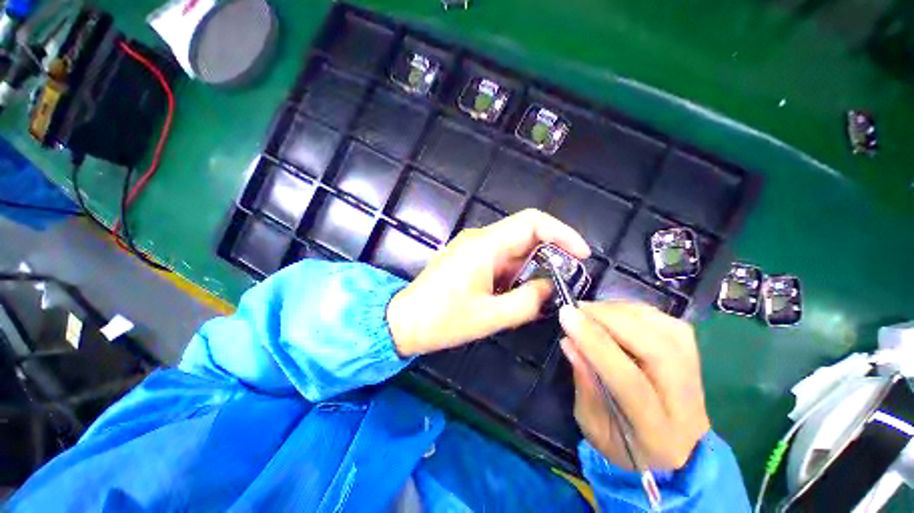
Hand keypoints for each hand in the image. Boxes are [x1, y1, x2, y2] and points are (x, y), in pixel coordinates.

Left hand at [387, 209, 589, 356]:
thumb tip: (550, 287)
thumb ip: (528, 301)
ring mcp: (471, 246)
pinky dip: (513, 273)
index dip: (562, 233)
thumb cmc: (443, 320)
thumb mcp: (491, 317)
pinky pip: (499, 258)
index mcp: (485, 246)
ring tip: (531, 297)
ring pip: (513, 248)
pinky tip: (510, 295)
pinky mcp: (467, 257)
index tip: (581, 255)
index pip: (532, 222)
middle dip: (548, 255)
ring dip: (529, 269)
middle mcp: (479, 239)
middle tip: (560, 284)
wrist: (404, 321)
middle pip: (524, 233)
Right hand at [558, 302, 710, 469]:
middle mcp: (686, 401)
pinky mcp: (693, 353)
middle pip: (655, 349)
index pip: (630, 382)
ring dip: (620, 311)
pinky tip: (613, 312)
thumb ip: (584, 384)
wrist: (675, 452)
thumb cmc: (625, 445)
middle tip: (576, 309)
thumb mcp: (592, 425)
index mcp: (657, 431)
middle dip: (609, 320)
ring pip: (664, 329)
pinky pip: (665, 320)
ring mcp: (696, 373)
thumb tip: (570, 341)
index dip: (596, 344)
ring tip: (591, 310)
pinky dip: (634, 309)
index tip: (566, 316)